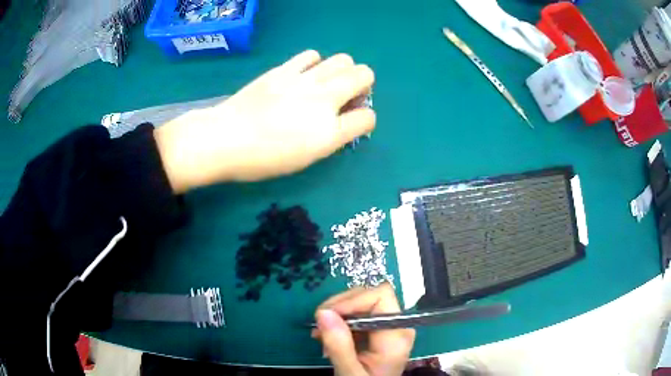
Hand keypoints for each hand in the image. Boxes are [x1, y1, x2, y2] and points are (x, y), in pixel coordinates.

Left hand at [154, 50, 375, 192]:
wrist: (225, 139)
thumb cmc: (263, 159)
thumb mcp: (304, 158)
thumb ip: (330, 137)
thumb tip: (342, 120)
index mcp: (329, 132)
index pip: (368, 118)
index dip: (365, 119)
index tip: (353, 122)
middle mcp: (324, 100)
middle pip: (364, 75)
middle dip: (363, 84)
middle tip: (347, 96)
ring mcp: (304, 80)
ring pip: (343, 59)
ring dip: (344, 70)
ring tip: (328, 81)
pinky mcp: (284, 69)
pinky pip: (312, 54)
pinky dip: (316, 62)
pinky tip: (305, 73)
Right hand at [313, 284, 415, 375]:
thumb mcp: (350, 371)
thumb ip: (339, 345)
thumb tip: (323, 313)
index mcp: (397, 334)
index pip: (380, 296)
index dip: (352, 300)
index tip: (326, 315)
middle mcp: (397, 325)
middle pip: (369, 296)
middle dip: (340, 307)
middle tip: (318, 325)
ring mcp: (389, 326)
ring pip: (361, 303)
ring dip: (337, 314)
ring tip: (320, 334)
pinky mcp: (379, 331)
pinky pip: (358, 315)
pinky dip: (340, 322)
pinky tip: (328, 337)